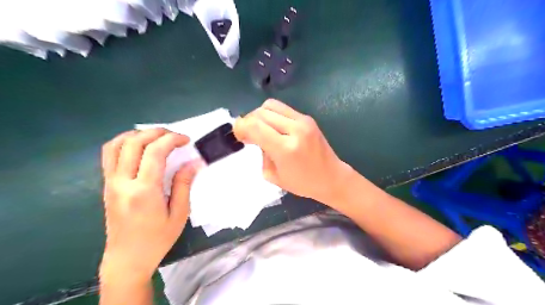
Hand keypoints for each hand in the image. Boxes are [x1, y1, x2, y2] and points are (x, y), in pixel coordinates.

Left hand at [100, 129, 198, 285]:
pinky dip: (124, 142)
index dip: (172, 139)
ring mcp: (110, 182)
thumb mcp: (179, 213)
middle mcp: (122, 182)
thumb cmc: (158, 238)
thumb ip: (184, 184)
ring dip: (137, 134)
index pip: (155, 152)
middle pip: (134, 142)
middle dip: (157, 132)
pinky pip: (109, 155)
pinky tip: (139, 146)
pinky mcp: (107, 185)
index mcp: (144, 190)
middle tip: (175, 136)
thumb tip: (195, 162)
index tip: (186, 140)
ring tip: (157, 137)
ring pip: (116, 145)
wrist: (127, 258)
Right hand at [234, 98, 353, 205]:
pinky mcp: (307, 118)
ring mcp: (303, 121)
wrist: (331, 177)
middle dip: (248, 121)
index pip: (255, 126)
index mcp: (285, 149)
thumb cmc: (302, 183)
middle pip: (260, 113)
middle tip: (248, 134)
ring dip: (259, 115)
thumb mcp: (273, 175)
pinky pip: (282, 108)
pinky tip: (273, 127)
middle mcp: (295, 130)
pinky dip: (272, 115)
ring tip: (260, 129)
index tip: (239, 136)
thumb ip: (261, 153)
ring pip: (270, 105)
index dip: (241, 127)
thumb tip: (255, 137)